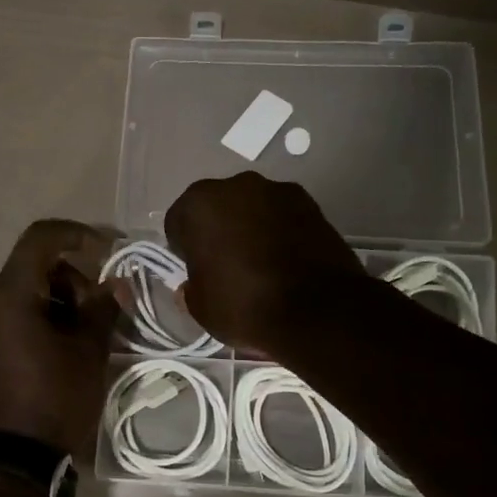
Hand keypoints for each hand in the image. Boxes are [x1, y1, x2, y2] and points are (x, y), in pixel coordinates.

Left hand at [0, 220, 117, 455]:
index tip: (107, 251)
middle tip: (100, 309)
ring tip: (85, 335)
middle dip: (72, 278)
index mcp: (9, 298)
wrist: (12, 463)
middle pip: (31, 268)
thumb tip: (115, 284)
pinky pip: (10, 319)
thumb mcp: (88, 353)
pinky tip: (61, 350)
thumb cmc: (54, 401)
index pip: (39, 239)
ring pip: (22, 295)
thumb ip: (103, 309)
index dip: (76, 234)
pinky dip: (39, 320)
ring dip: (57, 301)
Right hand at [163, 172, 366, 356]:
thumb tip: (193, 285)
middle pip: (217, 208)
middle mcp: (236, 185)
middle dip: (219, 230)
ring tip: (262, 264)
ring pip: (252, 208)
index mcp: (199, 204)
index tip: (196, 270)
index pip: (179, 222)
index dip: (184, 248)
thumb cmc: (245, 305)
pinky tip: (287, 261)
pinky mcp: (312, 203)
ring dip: (251, 227)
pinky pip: (283, 216)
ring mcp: (278, 191)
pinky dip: (281, 231)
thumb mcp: (201, 308)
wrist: (318, 311)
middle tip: (227, 265)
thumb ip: (191, 288)